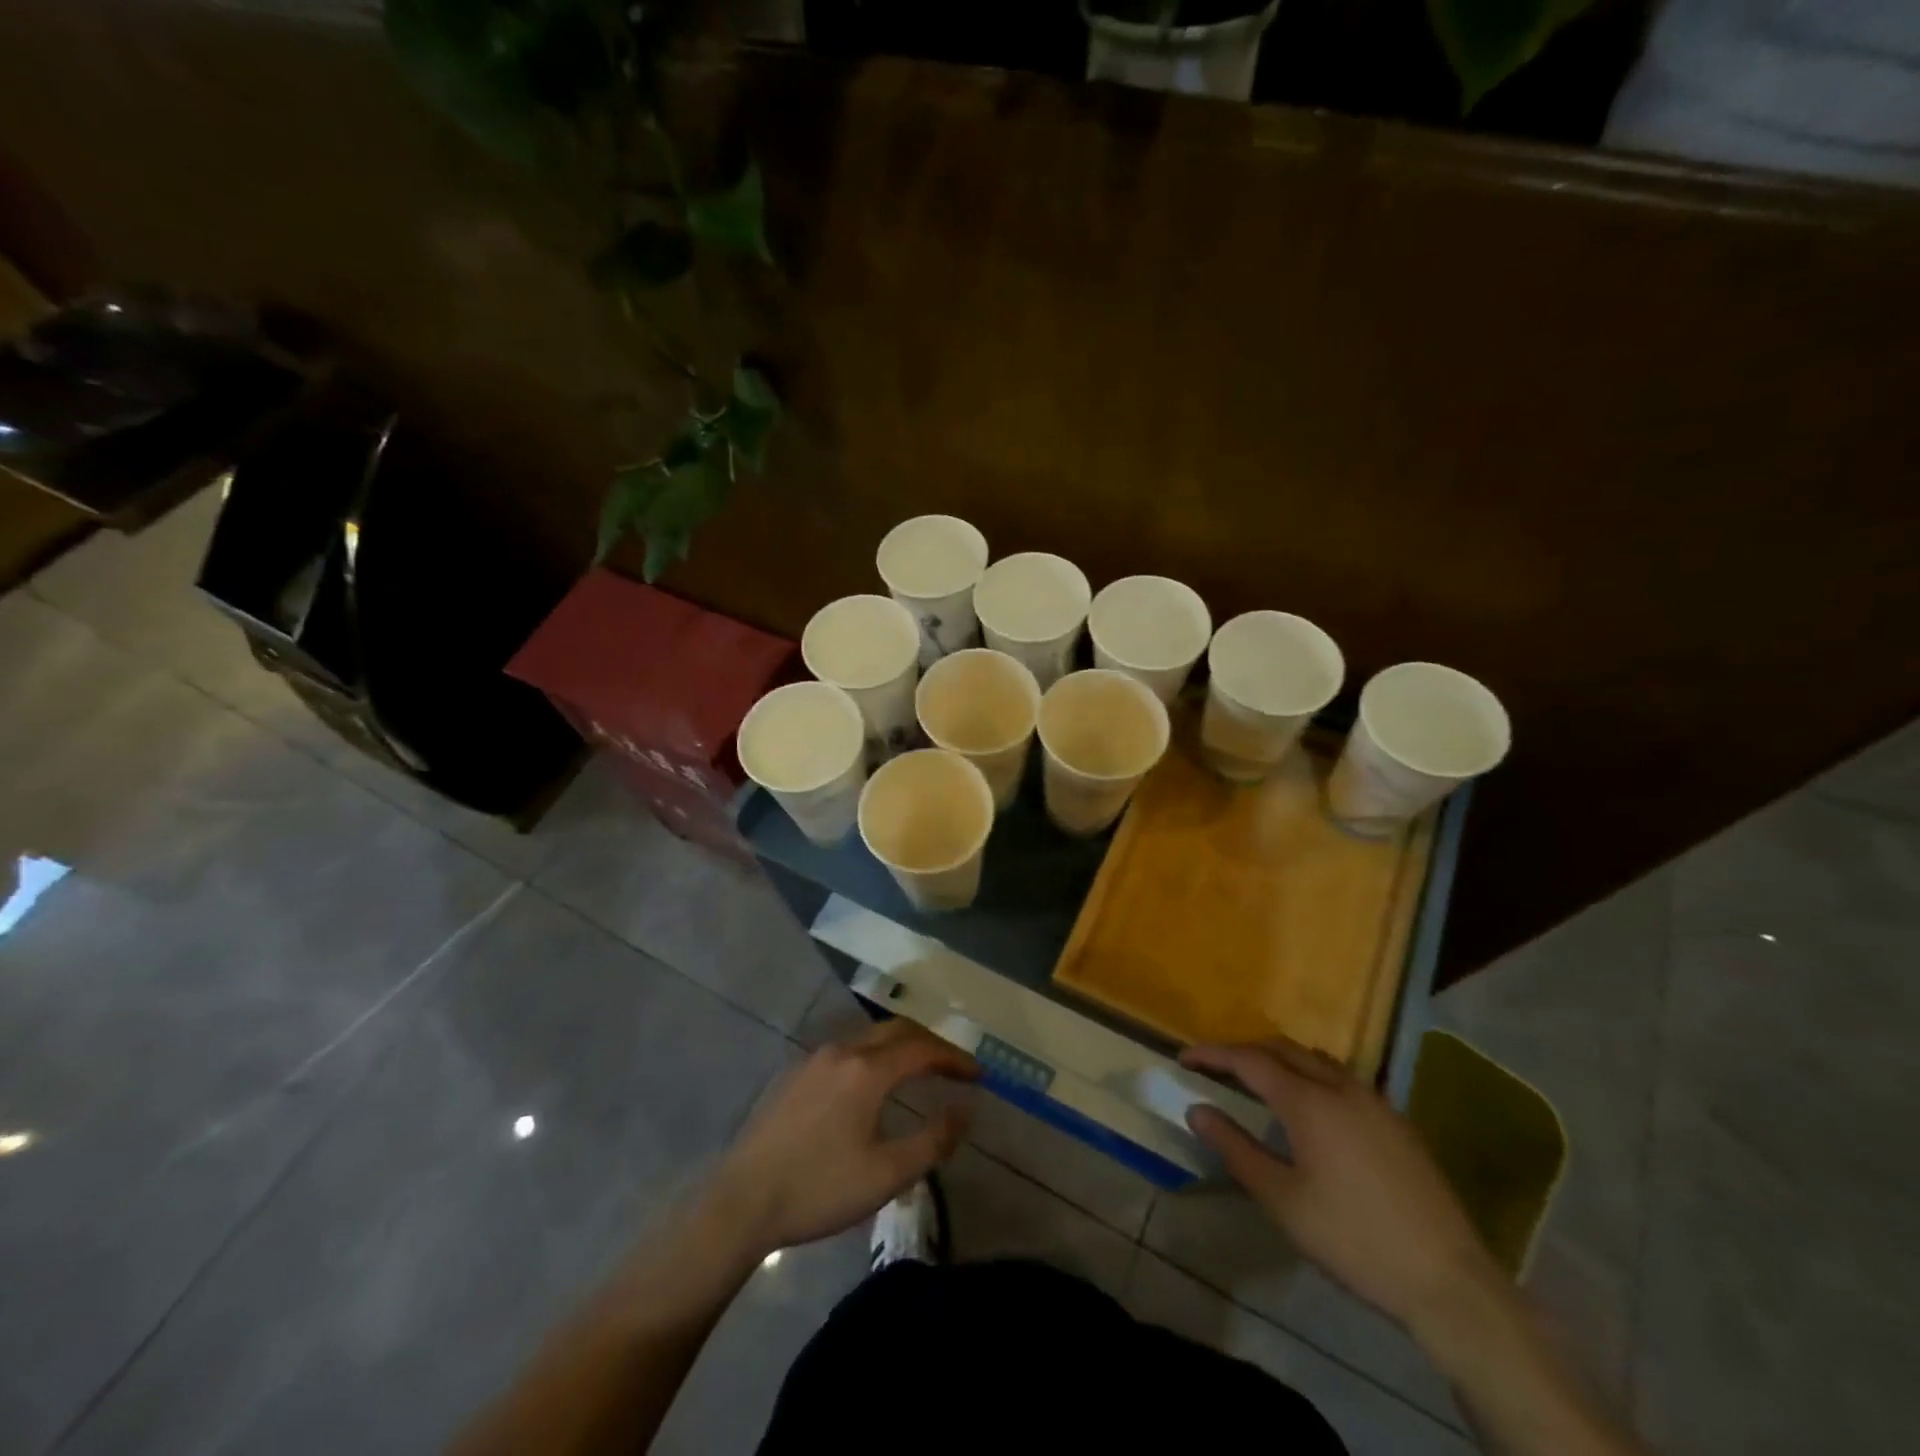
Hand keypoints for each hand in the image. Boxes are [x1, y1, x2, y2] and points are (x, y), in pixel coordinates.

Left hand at [706, 1021, 977, 1257]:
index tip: (978, 1075)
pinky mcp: (795, 1074)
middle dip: (930, 1044)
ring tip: (920, 1071)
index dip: (955, 1058)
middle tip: (954, 1067)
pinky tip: (873, 1084)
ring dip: (901, 1047)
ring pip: (869, 1037)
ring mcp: (814, 1059)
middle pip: (897, 1031)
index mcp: (867, 1070)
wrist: (741, 1202)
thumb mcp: (886, 1175)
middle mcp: (842, 1051)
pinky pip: (847, 1051)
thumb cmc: (820, 1189)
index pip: (923, 1049)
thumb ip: (933, 1140)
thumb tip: (967, 1109)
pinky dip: (874, 1056)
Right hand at [1181, 1038, 1500, 1334]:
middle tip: (1217, 1068)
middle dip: (1245, 1051)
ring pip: (1317, 1060)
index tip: (1184, 1059)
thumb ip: (1235, 1148)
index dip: (1213, 1055)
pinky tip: (1312, 1108)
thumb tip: (1197, 1110)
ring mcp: (1375, 1102)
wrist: (1449, 1281)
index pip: (1249, 1060)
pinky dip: (1312, 1076)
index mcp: (1309, 1102)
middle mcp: (1341, 1087)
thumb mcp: (1282, 1200)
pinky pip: (1343, 1079)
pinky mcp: (1398, 1122)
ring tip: (1260, 1081)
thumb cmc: (1354, 1239)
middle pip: (1283, 1048)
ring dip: (1281, 1060)